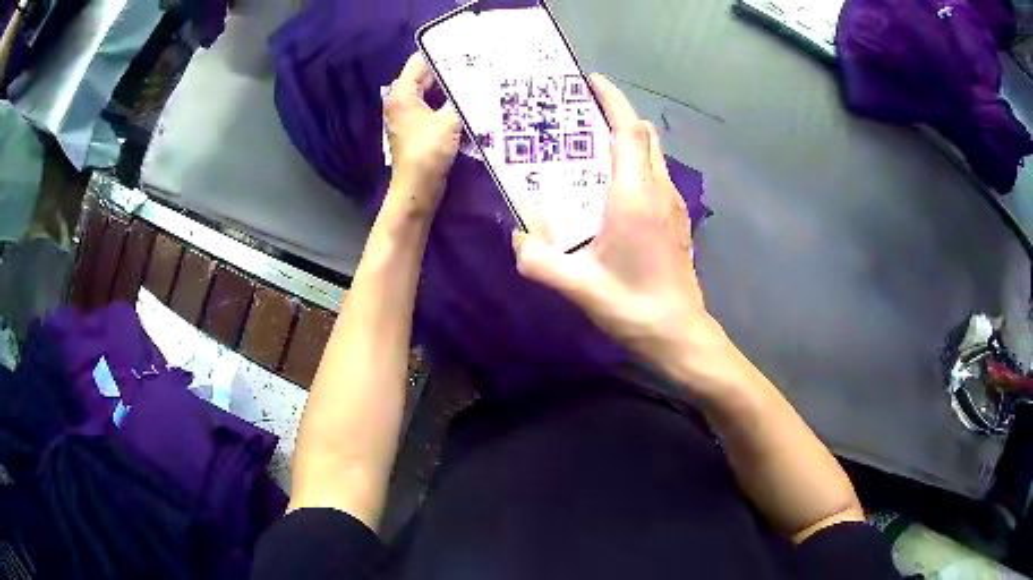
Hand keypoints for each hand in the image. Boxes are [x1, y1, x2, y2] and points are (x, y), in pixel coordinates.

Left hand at [384, 53, 461, 214]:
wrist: (417, 189)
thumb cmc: (428, 152)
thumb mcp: (450, 121)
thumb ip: (462, 97)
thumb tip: (476, 81)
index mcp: (402, 93)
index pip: (420, 61)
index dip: (442, 54)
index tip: (466, 49)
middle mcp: (400, 100)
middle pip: (424, 75)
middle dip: (448, 69)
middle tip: (475, 63)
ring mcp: (407, 114)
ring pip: (429, 91)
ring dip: (449, 86)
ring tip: (474, 79)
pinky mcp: (415, 127)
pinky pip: (431, 105)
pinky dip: (446, 101)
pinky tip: (465, 101)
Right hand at [513, 74, 722, 382]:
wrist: (679, 333)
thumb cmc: (632, 306)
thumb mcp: (577, 286)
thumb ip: (538, 260)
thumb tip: (517, 238)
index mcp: (634, 196)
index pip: (629, 130)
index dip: (613, 100)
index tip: (592, 82)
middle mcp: (658, 190)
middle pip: (644, 135)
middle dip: (617, 116)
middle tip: (581, 118)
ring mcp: (673, 204)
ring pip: (654, 154)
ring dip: (629, 139)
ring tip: (594, 147)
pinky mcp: (678, 219)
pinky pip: (658, 174)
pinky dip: (638, 163)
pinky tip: (615, 186)